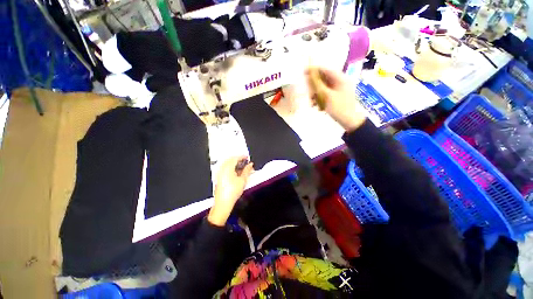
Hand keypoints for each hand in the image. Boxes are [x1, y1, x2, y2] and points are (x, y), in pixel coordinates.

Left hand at [208, 156, 253, 225]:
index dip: (242, 156)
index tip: (248, 157)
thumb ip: (247, 170)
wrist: (223, 203)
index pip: (235, 158)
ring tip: (243, 168)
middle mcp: (222, 168)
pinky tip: (237, 172)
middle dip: (239, 160)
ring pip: (228, 164)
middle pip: (231, 160)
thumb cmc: (232, 192)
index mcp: (227, 167)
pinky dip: (232, 168)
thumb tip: (250, 165)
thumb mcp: (243, 180)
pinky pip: (226, 168)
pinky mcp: (219, 177)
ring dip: (235, 164)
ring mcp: (219, 173)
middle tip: (246, 162)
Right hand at [305, 67, 366, 131]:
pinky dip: (320, 98)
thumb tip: (309, 76)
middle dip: (314, 85)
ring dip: (316, 93)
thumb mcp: (327, 96)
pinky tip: (315, 105)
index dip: (315, 70)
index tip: (304, 71)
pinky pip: (326, 93)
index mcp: (341, 79)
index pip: (326, 70)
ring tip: (311, 101)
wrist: (349, 121)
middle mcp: (340, 82)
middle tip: (307, 91)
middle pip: (324, 79)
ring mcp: (339, 89)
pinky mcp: (336, 96)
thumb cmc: (339, 108)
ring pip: (323, 87)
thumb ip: (318, 85)